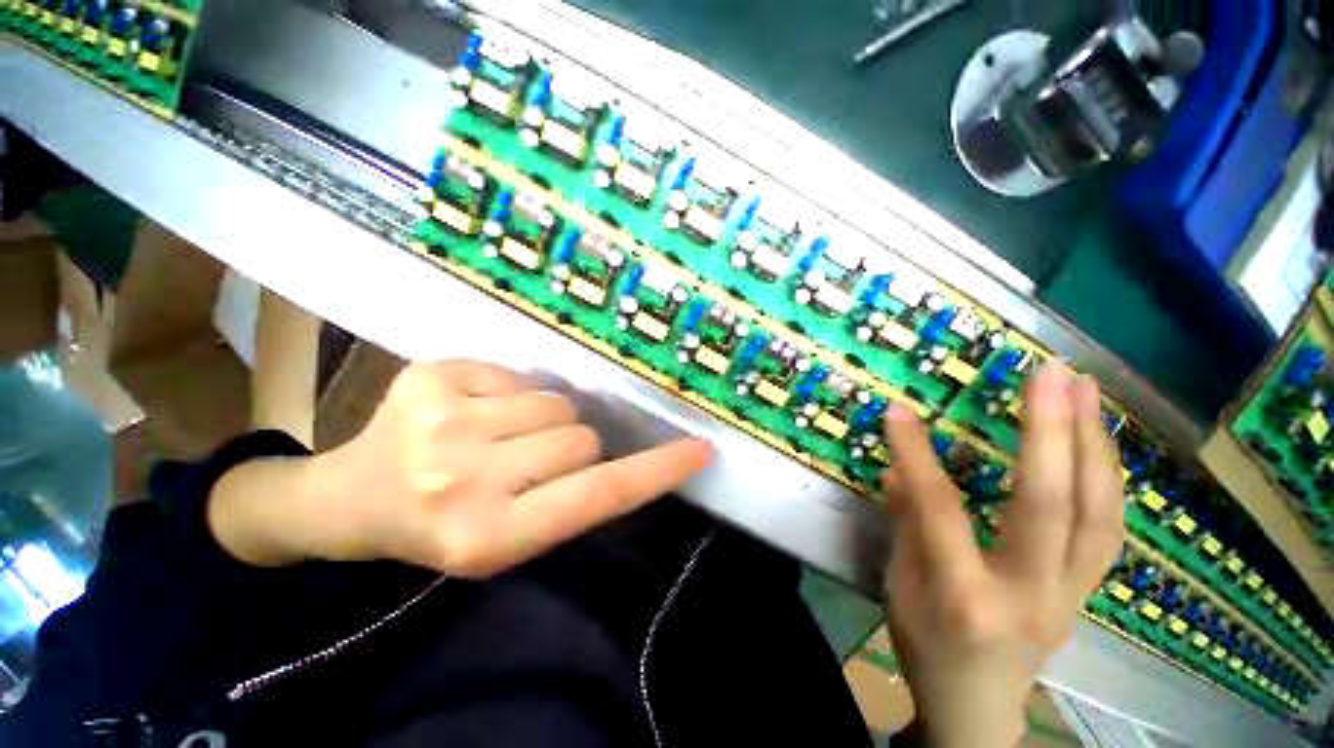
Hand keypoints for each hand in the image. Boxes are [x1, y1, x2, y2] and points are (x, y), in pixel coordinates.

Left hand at [209, 360, 711, 575]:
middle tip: (530, 461)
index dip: (656, 470)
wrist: (349, 499)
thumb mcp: (509, 539)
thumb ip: (570, 499)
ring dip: (544, 419)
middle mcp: (466, 478)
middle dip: (572, 446)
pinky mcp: (432, 376)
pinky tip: (472, 411)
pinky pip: (518, 375)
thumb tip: (620, 450)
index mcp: (489, 536)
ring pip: (556, 403)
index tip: (699, 450)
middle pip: (581, 437)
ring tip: (499, 435)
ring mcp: (443, 420)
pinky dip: (511, 392)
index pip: (600, 495)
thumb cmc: (439, 528)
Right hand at [881, 363, 1123, 747]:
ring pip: (1100, 515)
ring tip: (1086, 390)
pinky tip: (1099, 441)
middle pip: (1052, 507)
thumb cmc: (927, 648)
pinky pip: (1109, 528)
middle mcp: (1030, 594)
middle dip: (1052, 432)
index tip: (899, 410)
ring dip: (1095, 445)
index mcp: (963, 597)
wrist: (979, 710)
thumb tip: (898, 468)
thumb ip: (905, 523)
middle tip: (1051, 373)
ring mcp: (1071, 594)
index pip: (939, 510)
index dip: (916, 455)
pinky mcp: (1088, 591)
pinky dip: (1108, 477)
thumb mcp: (898, 586)